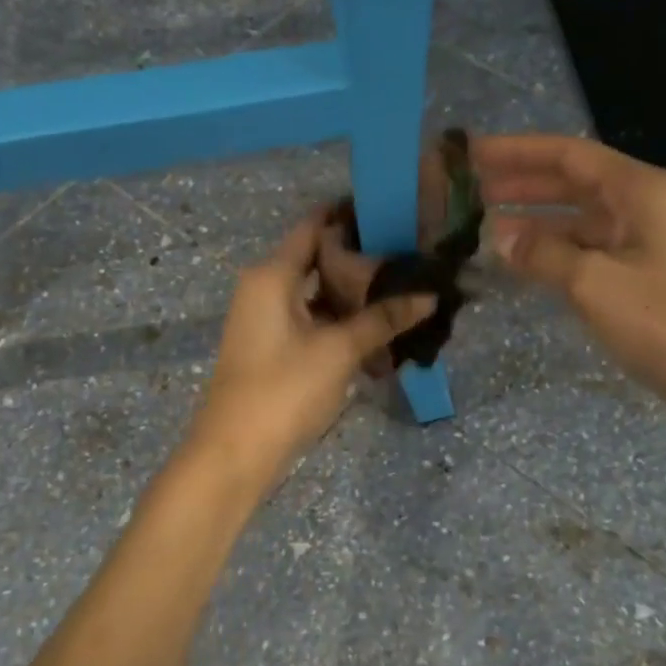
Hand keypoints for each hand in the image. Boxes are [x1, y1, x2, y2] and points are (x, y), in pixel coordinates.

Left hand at [188, 212, 435, 491]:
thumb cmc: (283, 390)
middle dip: (360, 258)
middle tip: (410, 253)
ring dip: (353, 293)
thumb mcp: (339, 350)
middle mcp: (265, 288)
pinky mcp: (274, 347)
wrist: (235, 455)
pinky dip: (341, 320)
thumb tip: (430, 295)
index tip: (392, 210)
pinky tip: (378, 328)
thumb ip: (383, 319)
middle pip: (316, 258)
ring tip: (403, 287)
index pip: (313, 226)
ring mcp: (267, 319)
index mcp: (272, 275)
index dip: (349, 214)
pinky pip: (312, 320)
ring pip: (316, 293)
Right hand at [477, 134, 665, 450]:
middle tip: (468, 191)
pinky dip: (555, 254)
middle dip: (521, 184)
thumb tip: (497, 235)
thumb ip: (543, 253)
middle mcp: (646, 208)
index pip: (569, 155)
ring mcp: (648, 246)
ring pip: (580, 221)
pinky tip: (522, 264)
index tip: (470, 153)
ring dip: (535, 222)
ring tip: (483, 227)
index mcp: (643, 191)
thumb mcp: (596, 284)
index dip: (517, 151)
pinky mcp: (647, 281)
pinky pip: (590, 253)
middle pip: (574, 183)